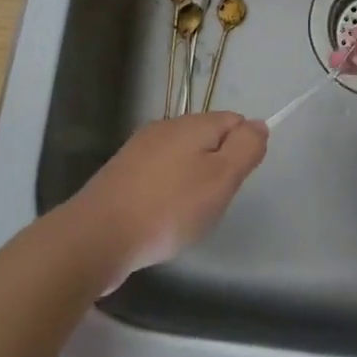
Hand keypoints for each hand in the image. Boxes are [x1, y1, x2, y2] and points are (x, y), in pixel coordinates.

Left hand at [67, 112, 267, 287]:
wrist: (97, 235)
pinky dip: (168, 193)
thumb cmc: (168, 208)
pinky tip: (162, 218)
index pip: (233, 120)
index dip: (243, 148)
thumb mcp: (221, 178)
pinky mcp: (121, 174)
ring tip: (187, 215)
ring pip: (182, 158)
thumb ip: (245, 148)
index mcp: (191, 124)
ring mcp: (139, 150)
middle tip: (213, 202)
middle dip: (218, 167)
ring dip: (192, 182)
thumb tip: (258, 124)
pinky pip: (158, 176)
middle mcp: (164, 128)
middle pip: (207, 139)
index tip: (235, 181)